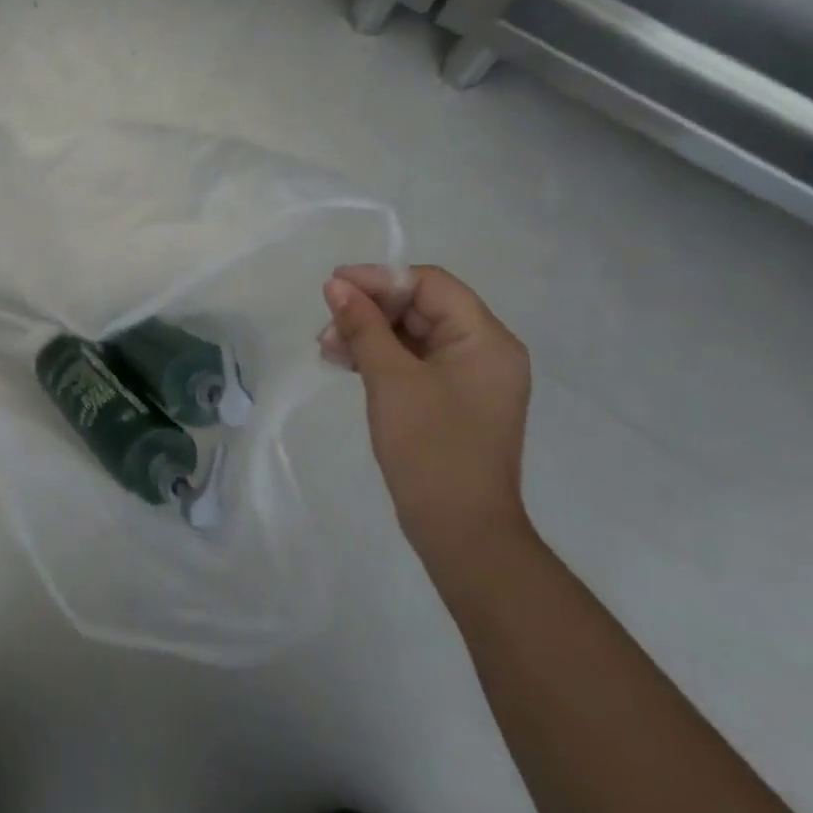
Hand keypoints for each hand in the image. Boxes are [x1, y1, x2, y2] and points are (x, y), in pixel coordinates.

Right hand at [320, 265, 532, 566]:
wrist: (461, 533)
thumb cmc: (430, 448)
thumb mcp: (390, 379)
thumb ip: (363, 326)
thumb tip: (337, 286)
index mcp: (486, 338)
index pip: (430, 284)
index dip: (379, 279)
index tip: (333, 286)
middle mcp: (486, 351)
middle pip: (422, 307)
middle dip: (371, 310)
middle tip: (326, 324)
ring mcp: (471, 378)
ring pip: (414, 335)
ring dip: (370, 334)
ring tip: (328, 347)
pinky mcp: (454, 401)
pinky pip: (416, 362)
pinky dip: (382, 358)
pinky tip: (346, 363)